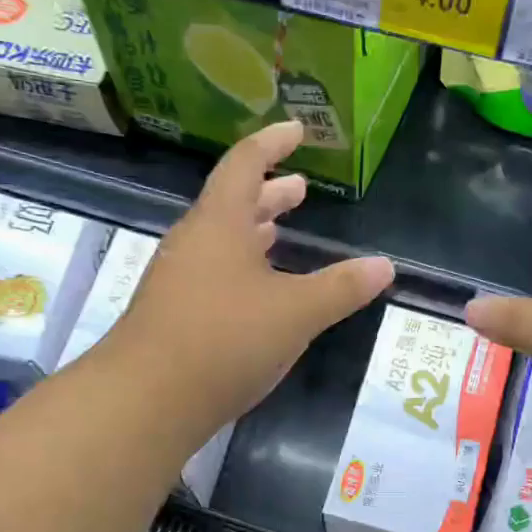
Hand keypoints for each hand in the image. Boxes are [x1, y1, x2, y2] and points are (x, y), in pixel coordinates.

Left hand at [116, 121, 394, 435]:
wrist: (146, 400)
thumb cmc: (224, 340)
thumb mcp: (295, 313)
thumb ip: (341, 289)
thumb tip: (385, 266)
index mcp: (219, 224)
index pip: (246, 165)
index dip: (273, 144)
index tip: (297, 130)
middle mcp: (192, 243)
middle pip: (231, 204)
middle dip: (268, 194)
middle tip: (300, 189)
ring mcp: (176, 280)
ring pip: (220, 242)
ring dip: (252, 233)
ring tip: (280, 232)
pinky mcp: (171, 315)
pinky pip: (210, 275)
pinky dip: (239, 269)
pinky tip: (255, 295)